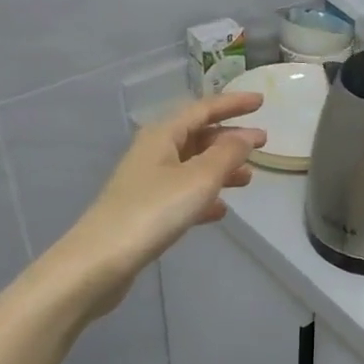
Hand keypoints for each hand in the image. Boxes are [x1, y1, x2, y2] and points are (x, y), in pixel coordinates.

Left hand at [50, 92, 264, 315]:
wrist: (100, 262)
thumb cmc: (153, 211)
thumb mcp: (198, 178)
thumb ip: (227, 154)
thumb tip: (246, 135)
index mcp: (162, 135)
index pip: (203, 109)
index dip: (233, 103)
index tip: (262, 101)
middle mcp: (153, 152)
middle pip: (197, 136)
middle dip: (230, 138)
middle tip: (263, 143)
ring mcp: (148, 182)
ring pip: (192, 165)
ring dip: (221, 168)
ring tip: (248, 178)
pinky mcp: (146, 210)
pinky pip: (183, 193)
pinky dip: (204, 196)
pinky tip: (220, 210)